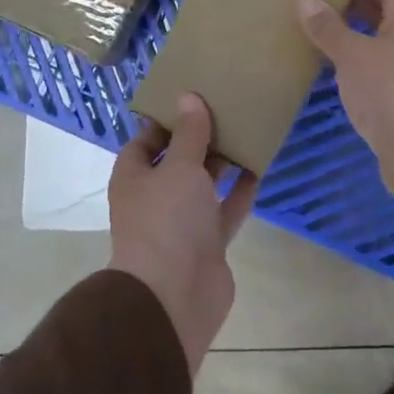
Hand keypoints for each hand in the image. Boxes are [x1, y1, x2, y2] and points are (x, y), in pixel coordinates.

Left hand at [108, 93, 257, 374]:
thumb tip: (188, 96)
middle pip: (177, 161)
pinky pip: (226, 210)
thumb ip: (189, 133)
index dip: (165, 121)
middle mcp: (155, 198)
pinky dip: (240, 192)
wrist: (174, 296)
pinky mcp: (208, 244)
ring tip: (245, 132)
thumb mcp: (179, 166)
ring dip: (222, 164)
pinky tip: (259, 167)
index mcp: (134, 177)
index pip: (145, 141)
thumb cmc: (167, 220)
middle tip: (226, 110)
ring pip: (203, 185)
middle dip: (199, 139)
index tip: (192, 100)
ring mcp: (182, 223)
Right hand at [296, 0, 393, 241]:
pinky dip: (356, 54)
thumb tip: (305, 0)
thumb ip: (328, 26)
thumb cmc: (390, 92)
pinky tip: (332, 65)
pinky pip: (378, 59)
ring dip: (352, 26)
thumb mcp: (352, 55)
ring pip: (381, 32)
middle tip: (315, 0)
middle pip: (386, 0)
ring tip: (317, 30)